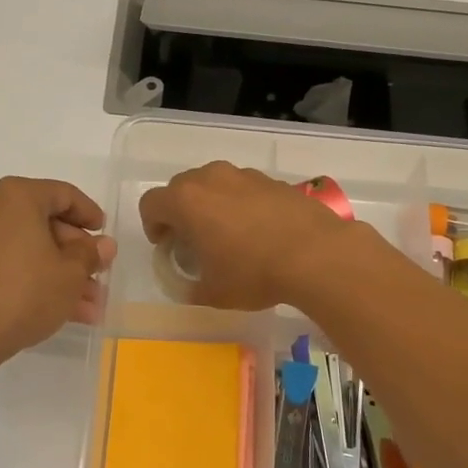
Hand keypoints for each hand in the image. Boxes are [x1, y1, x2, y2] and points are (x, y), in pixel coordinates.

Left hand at [0, 177, 117, 362]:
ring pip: (31, 250)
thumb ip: (90, 254)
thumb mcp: (70, 274)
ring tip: (90, 306)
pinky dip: (37, 280)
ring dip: (62, 274)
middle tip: (99, 276)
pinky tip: (65, 312)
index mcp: (17, 196)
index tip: (105, 236)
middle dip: (77, 255)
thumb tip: (104, 245)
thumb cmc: (25, 293)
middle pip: (46, 224)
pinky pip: (12, 264)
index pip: (63, 194)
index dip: (90, 214)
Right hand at [138, 161, 361, 310]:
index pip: (151, 203)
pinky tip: (259, 231)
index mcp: (186, 201)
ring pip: (214, 184)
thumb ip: (191, 287)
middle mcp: (211, 178)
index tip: (166, 246)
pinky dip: (241, 204)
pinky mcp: (273, 180)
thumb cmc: (253, 273)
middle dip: (180, 212)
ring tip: (228, 234)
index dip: (152, 225)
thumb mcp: (213, 293)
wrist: (316, 254)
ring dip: (211, 204)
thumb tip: (190, 287)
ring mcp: (244, 175)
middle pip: (181, 187)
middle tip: (193, 240)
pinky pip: (244, 188)